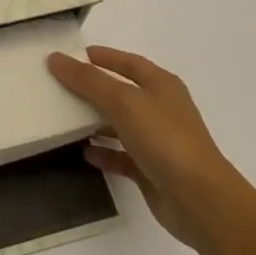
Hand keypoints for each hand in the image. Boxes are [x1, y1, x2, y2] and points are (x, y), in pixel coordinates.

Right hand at [47, 46, 245, 254]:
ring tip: (65, 118)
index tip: (75, 55)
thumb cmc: (164, 139)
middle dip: (94, 89)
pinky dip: (104, 153)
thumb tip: (56, 58)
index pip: (130, 62)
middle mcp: (161, 110)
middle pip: (123, 93)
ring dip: (96, 122)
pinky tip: (84, 154)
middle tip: (61, 85)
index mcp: (162, 86)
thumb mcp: (123, 101)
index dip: (105, 57)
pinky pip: (122, 156)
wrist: (199, 199)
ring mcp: (158, 142)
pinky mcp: (152, 170)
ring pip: (121, 125)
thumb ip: (88, 80)